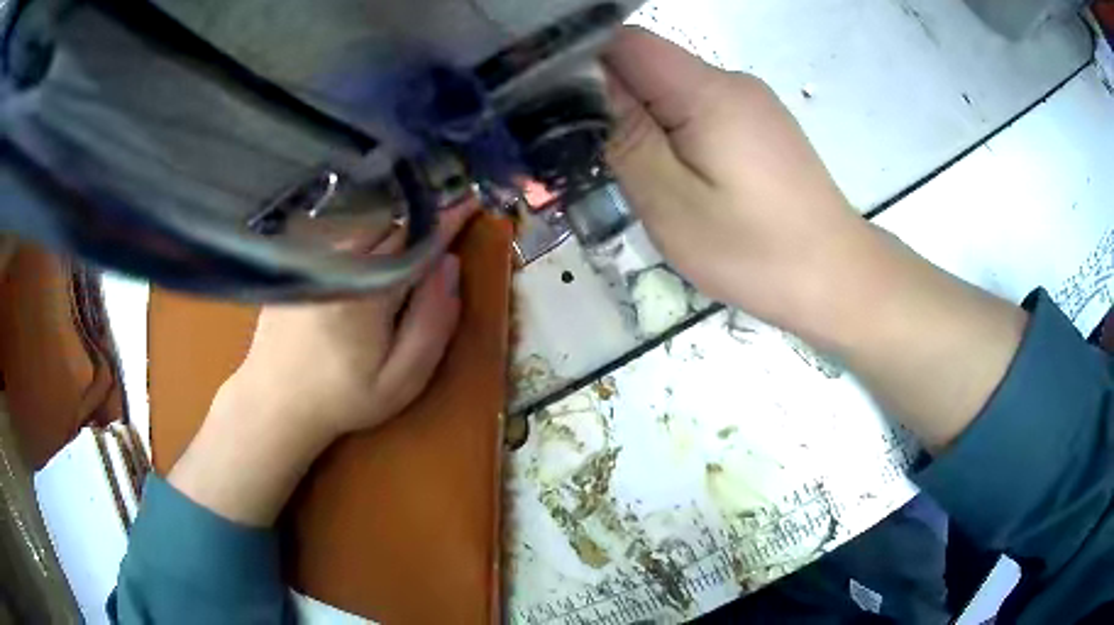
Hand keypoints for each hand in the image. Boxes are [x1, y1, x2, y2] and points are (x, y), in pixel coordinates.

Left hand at [168, 203, 477, 525]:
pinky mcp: (297, 261)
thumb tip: (449, 266)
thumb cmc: (344, 397)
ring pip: (364, 225)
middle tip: (442, 225)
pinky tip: (367, 251)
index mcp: (367, 289)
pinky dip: (363, 230)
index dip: (447, 220)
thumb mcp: (401, 379)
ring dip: (391, 225)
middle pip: (390, 225)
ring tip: (409, 234)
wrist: (276, 402)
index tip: (472, 200)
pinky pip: (339, 233)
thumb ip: (433, 324)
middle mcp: (337, 261)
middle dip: (420, 221)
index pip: (417, 239)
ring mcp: (312, 258)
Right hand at [604, 27, 869, 329]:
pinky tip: (686, 180)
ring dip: (647, 124)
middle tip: (598, 157)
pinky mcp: (763, 127)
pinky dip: (679, 135)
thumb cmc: (756, 251)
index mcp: (707, 91)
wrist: (839, 278)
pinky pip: (703, 112)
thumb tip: (592, 89)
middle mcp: (732, 82)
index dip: (584, 62)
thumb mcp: (672, 203)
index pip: (627, 42)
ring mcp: (753, 103)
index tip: (560, 107)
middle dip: (613, 100)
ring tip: (645, 178)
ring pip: (675, 92)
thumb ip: (626, 138)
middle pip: (651, 65)